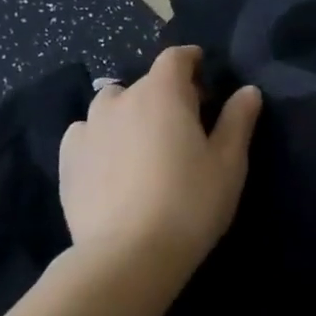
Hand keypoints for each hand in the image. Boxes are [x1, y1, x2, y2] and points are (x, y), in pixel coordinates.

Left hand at [58, 46, 260, 280]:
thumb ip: (238, 120)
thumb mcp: (228, 163)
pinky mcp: (67, 160)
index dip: (191, 61)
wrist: (126, 258)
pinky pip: (85, 134)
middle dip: (166, 95)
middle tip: (183, 126)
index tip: (202, 75)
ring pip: (112, 106)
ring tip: (142, 145)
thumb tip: (248, 91)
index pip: (176, 57)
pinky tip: (109, 165)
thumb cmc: (188, 204)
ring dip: (129, 114)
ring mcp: (89, 127)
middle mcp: (122, 98)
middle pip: (146, 83)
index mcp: (162, 91)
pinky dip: (99, 139)